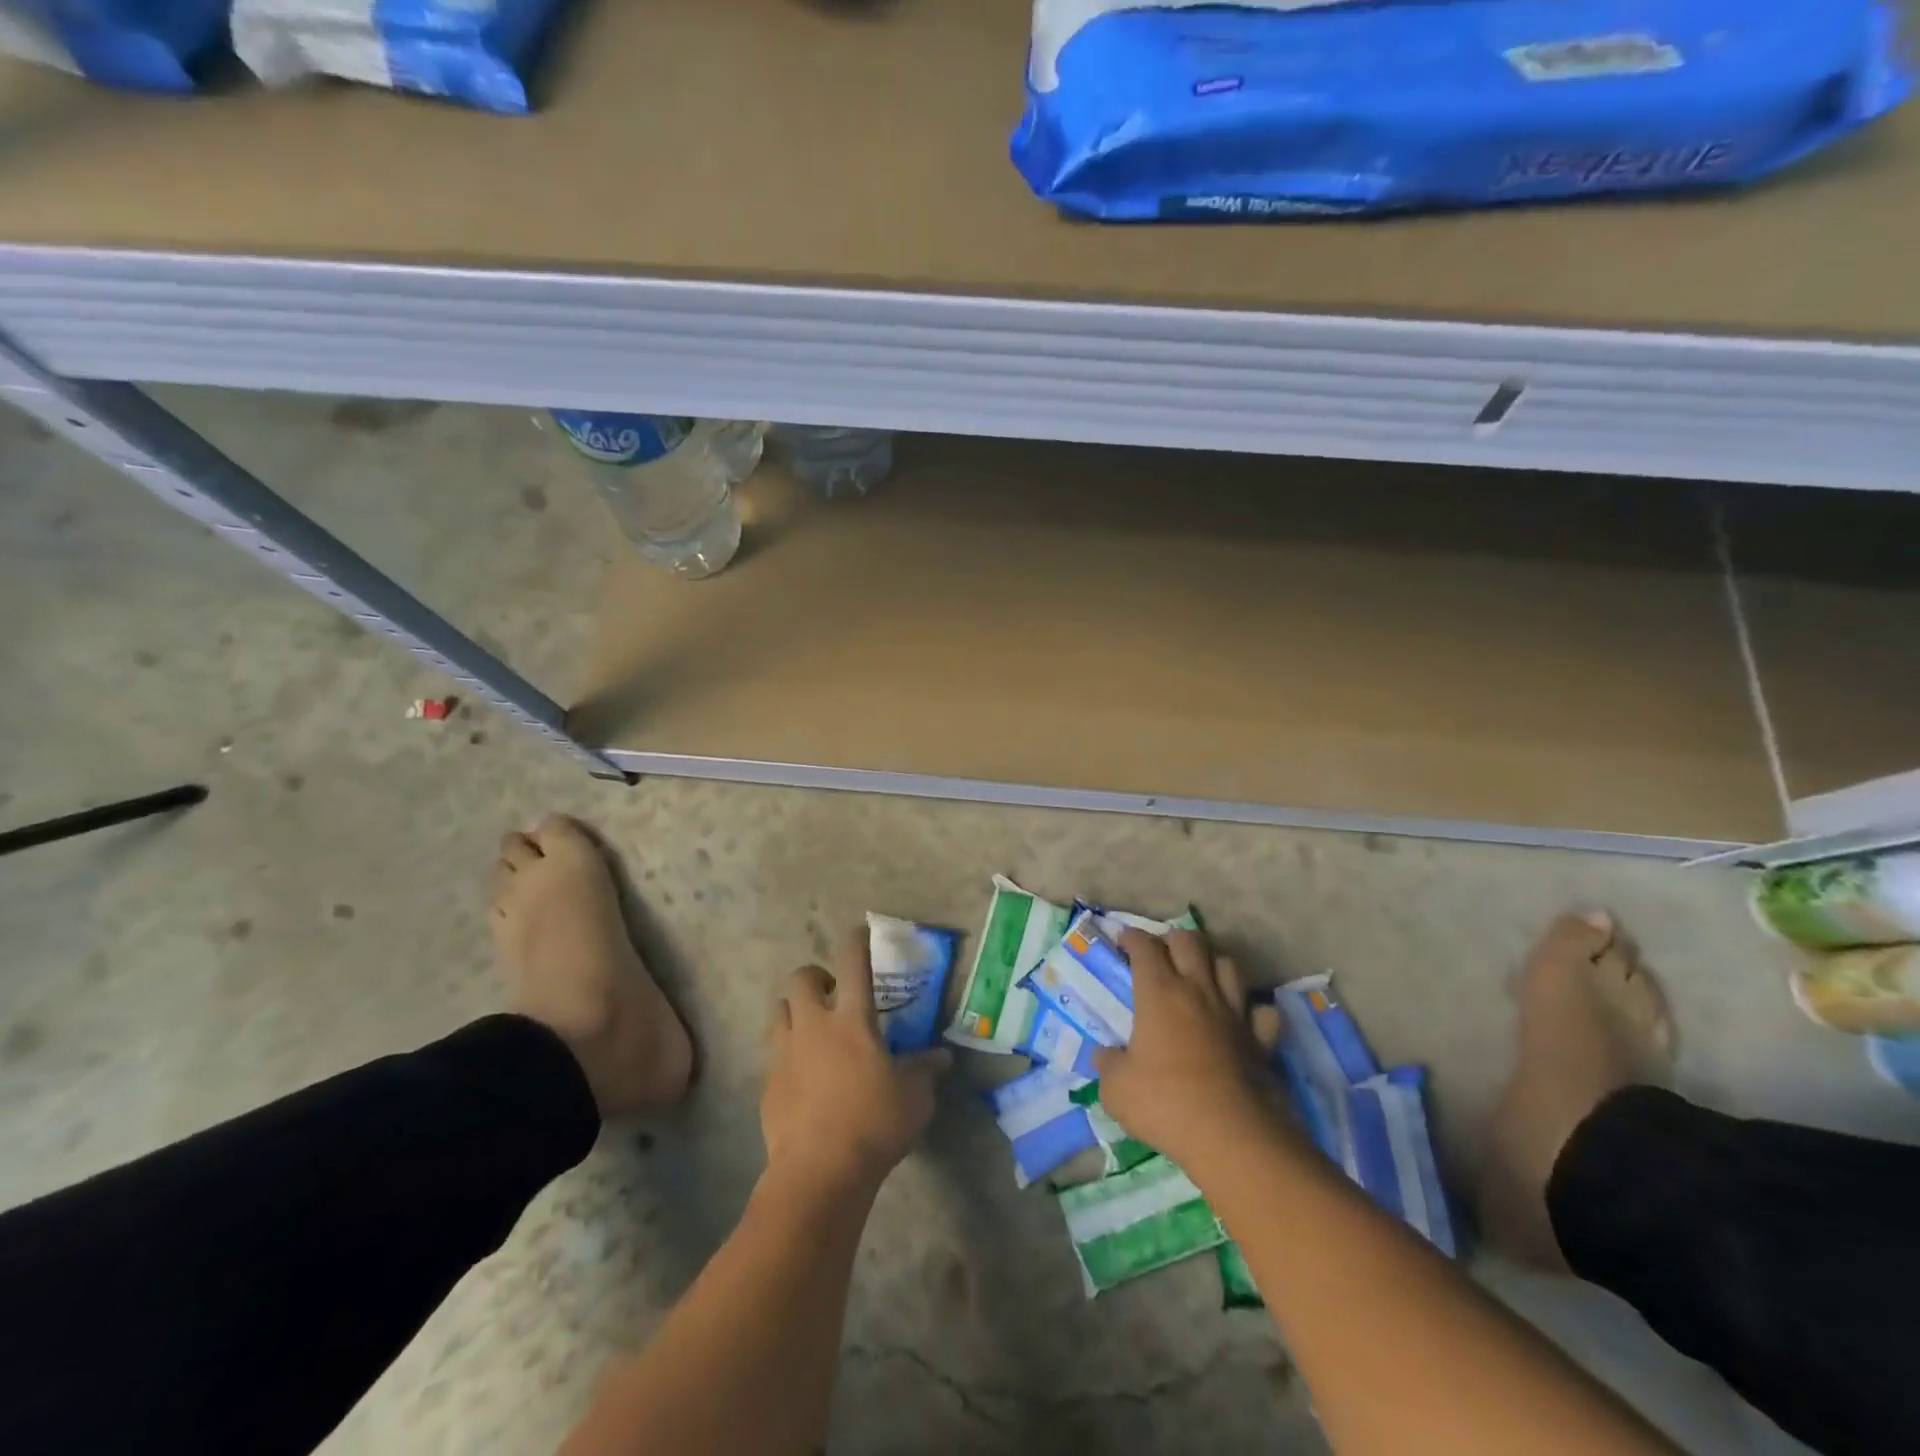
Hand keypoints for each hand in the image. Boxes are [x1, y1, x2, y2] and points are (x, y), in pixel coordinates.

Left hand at [762, 932, 951, 1196]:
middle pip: (800, 978)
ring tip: (814, 1031)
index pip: (852, 963)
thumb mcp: (914, 1097)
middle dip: (814, 977)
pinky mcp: (768, 1085)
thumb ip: (925, 1070)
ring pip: (778, 1011)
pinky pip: (774, 1055)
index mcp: (851, 1019)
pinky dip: (788, 1055)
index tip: (860, 933)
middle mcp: (813, 1026)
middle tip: (833, 995)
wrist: (818, 1172)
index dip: (856, 941)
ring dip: (795, 1011)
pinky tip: (804, 1078)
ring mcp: (784, 1054)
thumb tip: (942, 1057)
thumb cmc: (874, 1124)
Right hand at [1093, 928, 1284, 1165]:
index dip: (1132, 937)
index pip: (1145, 947)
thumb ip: (1109, 1065)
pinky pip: (1262, 1010)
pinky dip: (1252, 1008)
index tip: (1123, 940)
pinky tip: (1243, 1016)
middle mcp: (1198, 991)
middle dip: (1172, 939)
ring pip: (1229, 964)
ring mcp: (1234, 1013)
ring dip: (1213, 962)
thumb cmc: (1165, 1104)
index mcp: (1159, 993)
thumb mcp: (1116, 1089)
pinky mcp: (1262, 1040)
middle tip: (1161, 953)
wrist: (1232, 1137)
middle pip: (1190, 941)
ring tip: (1201, 974)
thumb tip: (1105, 1055)